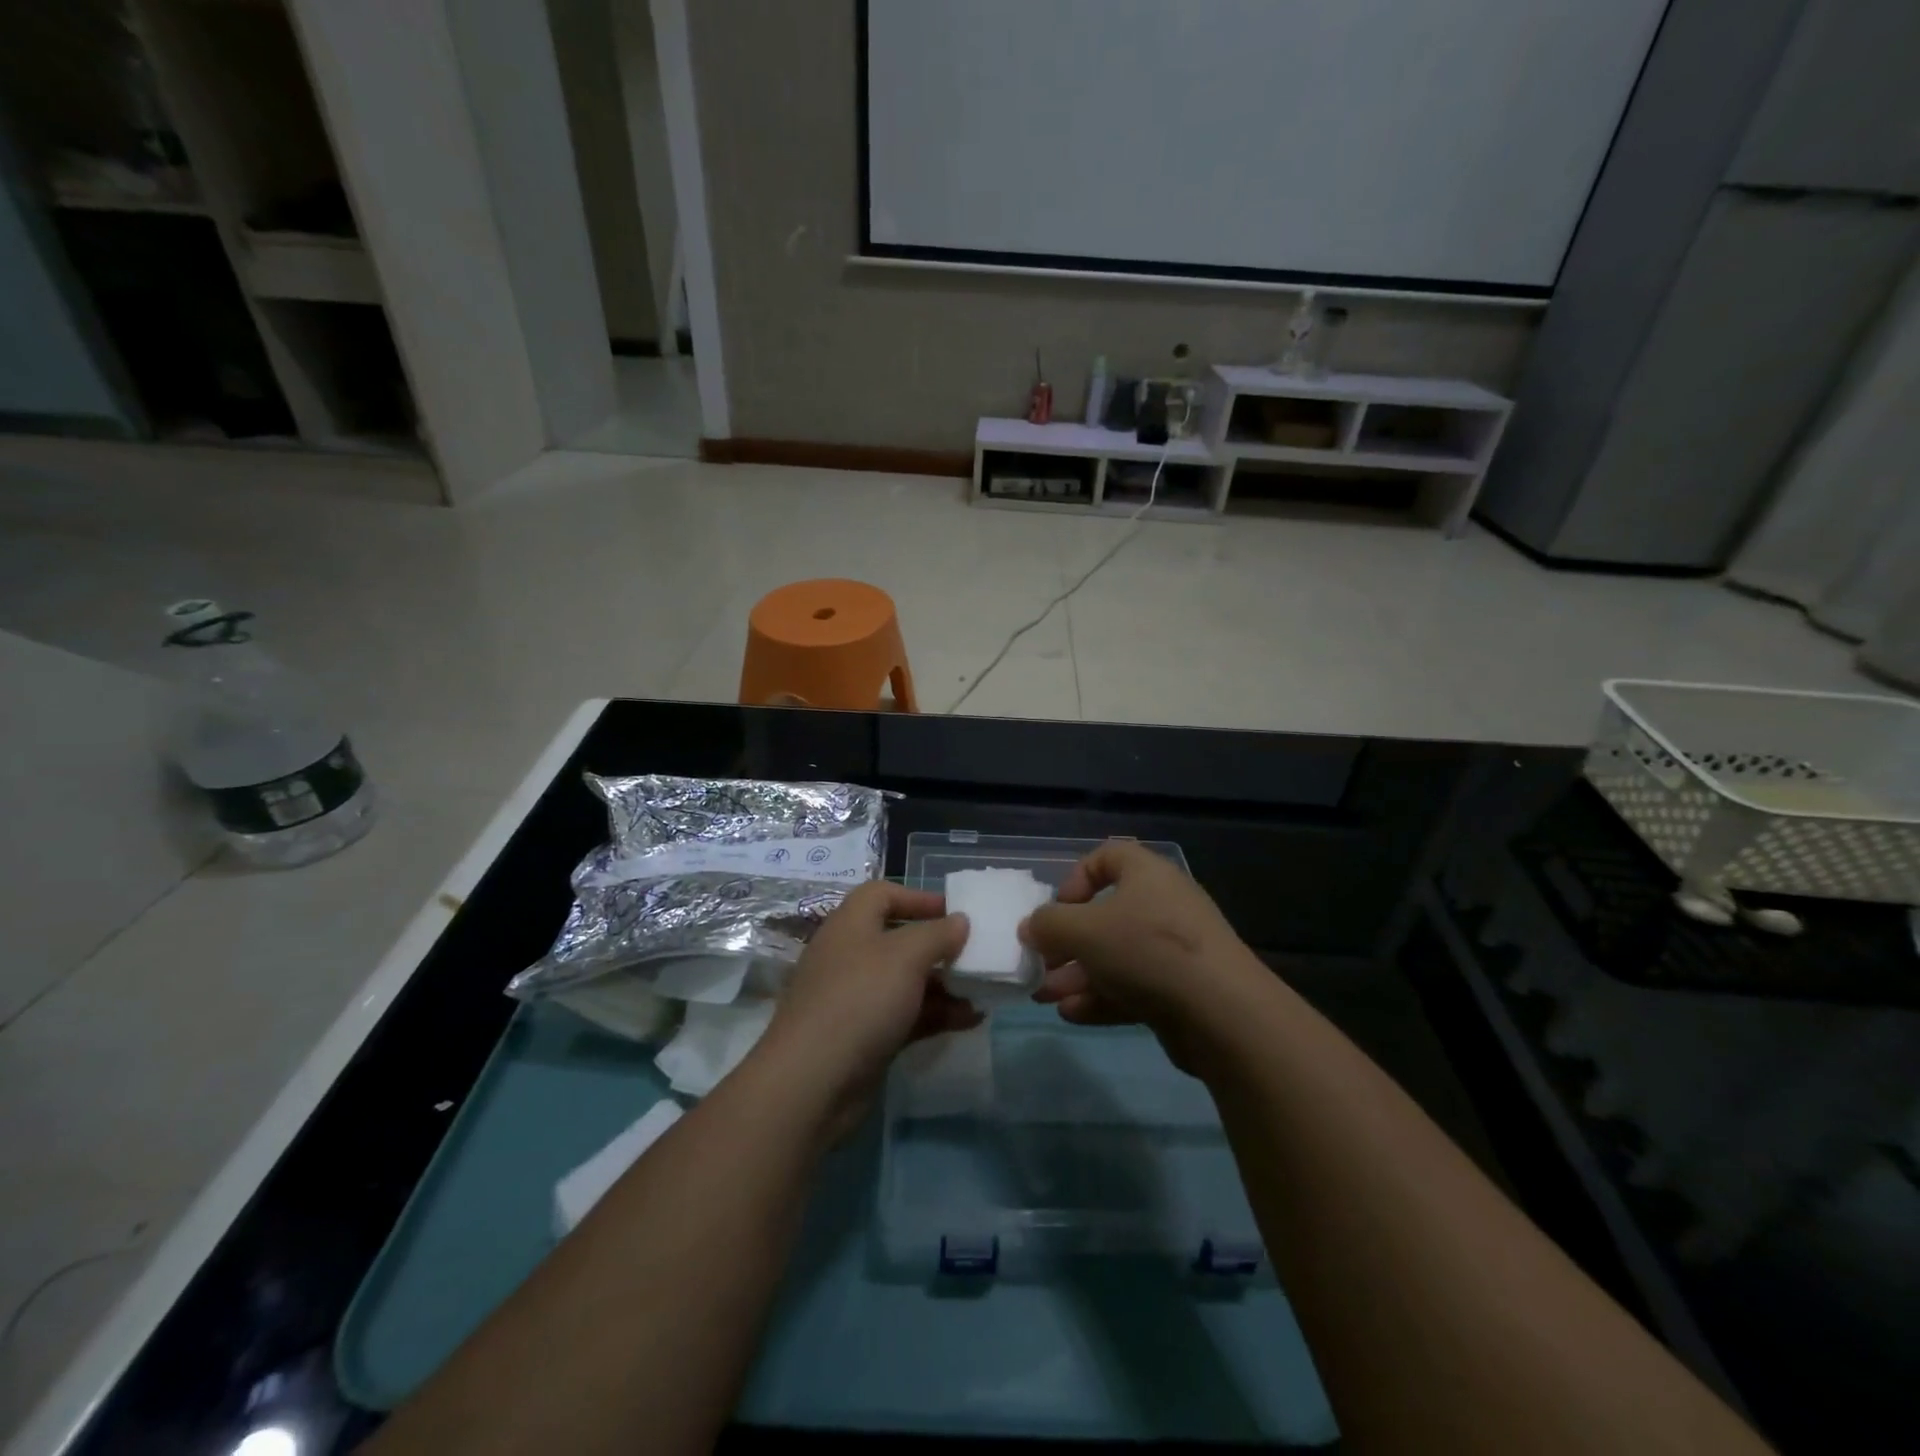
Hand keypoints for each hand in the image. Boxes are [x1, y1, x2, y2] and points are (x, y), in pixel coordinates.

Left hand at [758, 882, 977, 1129]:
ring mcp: (855, 998)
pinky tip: (969, 1020)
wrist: (812, 1081)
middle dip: (938, 947)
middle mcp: (850, 955)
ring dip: (944, 984)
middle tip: (974, 955)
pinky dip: (935, 1014)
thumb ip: (938, 934)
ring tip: (982, 992)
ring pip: (905, 981)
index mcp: (851, 924)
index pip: (882, 894)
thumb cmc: (860, 999)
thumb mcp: (906, 956)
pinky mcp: (863, 1036)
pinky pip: (905, 1015)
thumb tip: (959, 920)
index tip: (955, 912)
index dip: (918, 897)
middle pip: (898, 939)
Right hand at [1020, 840, 1261, 1065]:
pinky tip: (1072, 1014)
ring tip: (1044, 997)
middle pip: (1106, 914)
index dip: (1076, 878)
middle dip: (1067, 942)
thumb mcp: (1083, 931)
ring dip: (1077, 974)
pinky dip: (1102, 997)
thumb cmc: (1147, 950)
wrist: (1223, 1013)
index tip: (1057, 908)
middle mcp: (1162, 905)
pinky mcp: (1181, 989)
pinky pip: (1133, 986)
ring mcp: (1175, 949)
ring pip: (1116, 955)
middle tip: (1040, 965)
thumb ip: (1048, 925)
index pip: (1107, 857)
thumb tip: (1031, 926)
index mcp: (1146, 874)